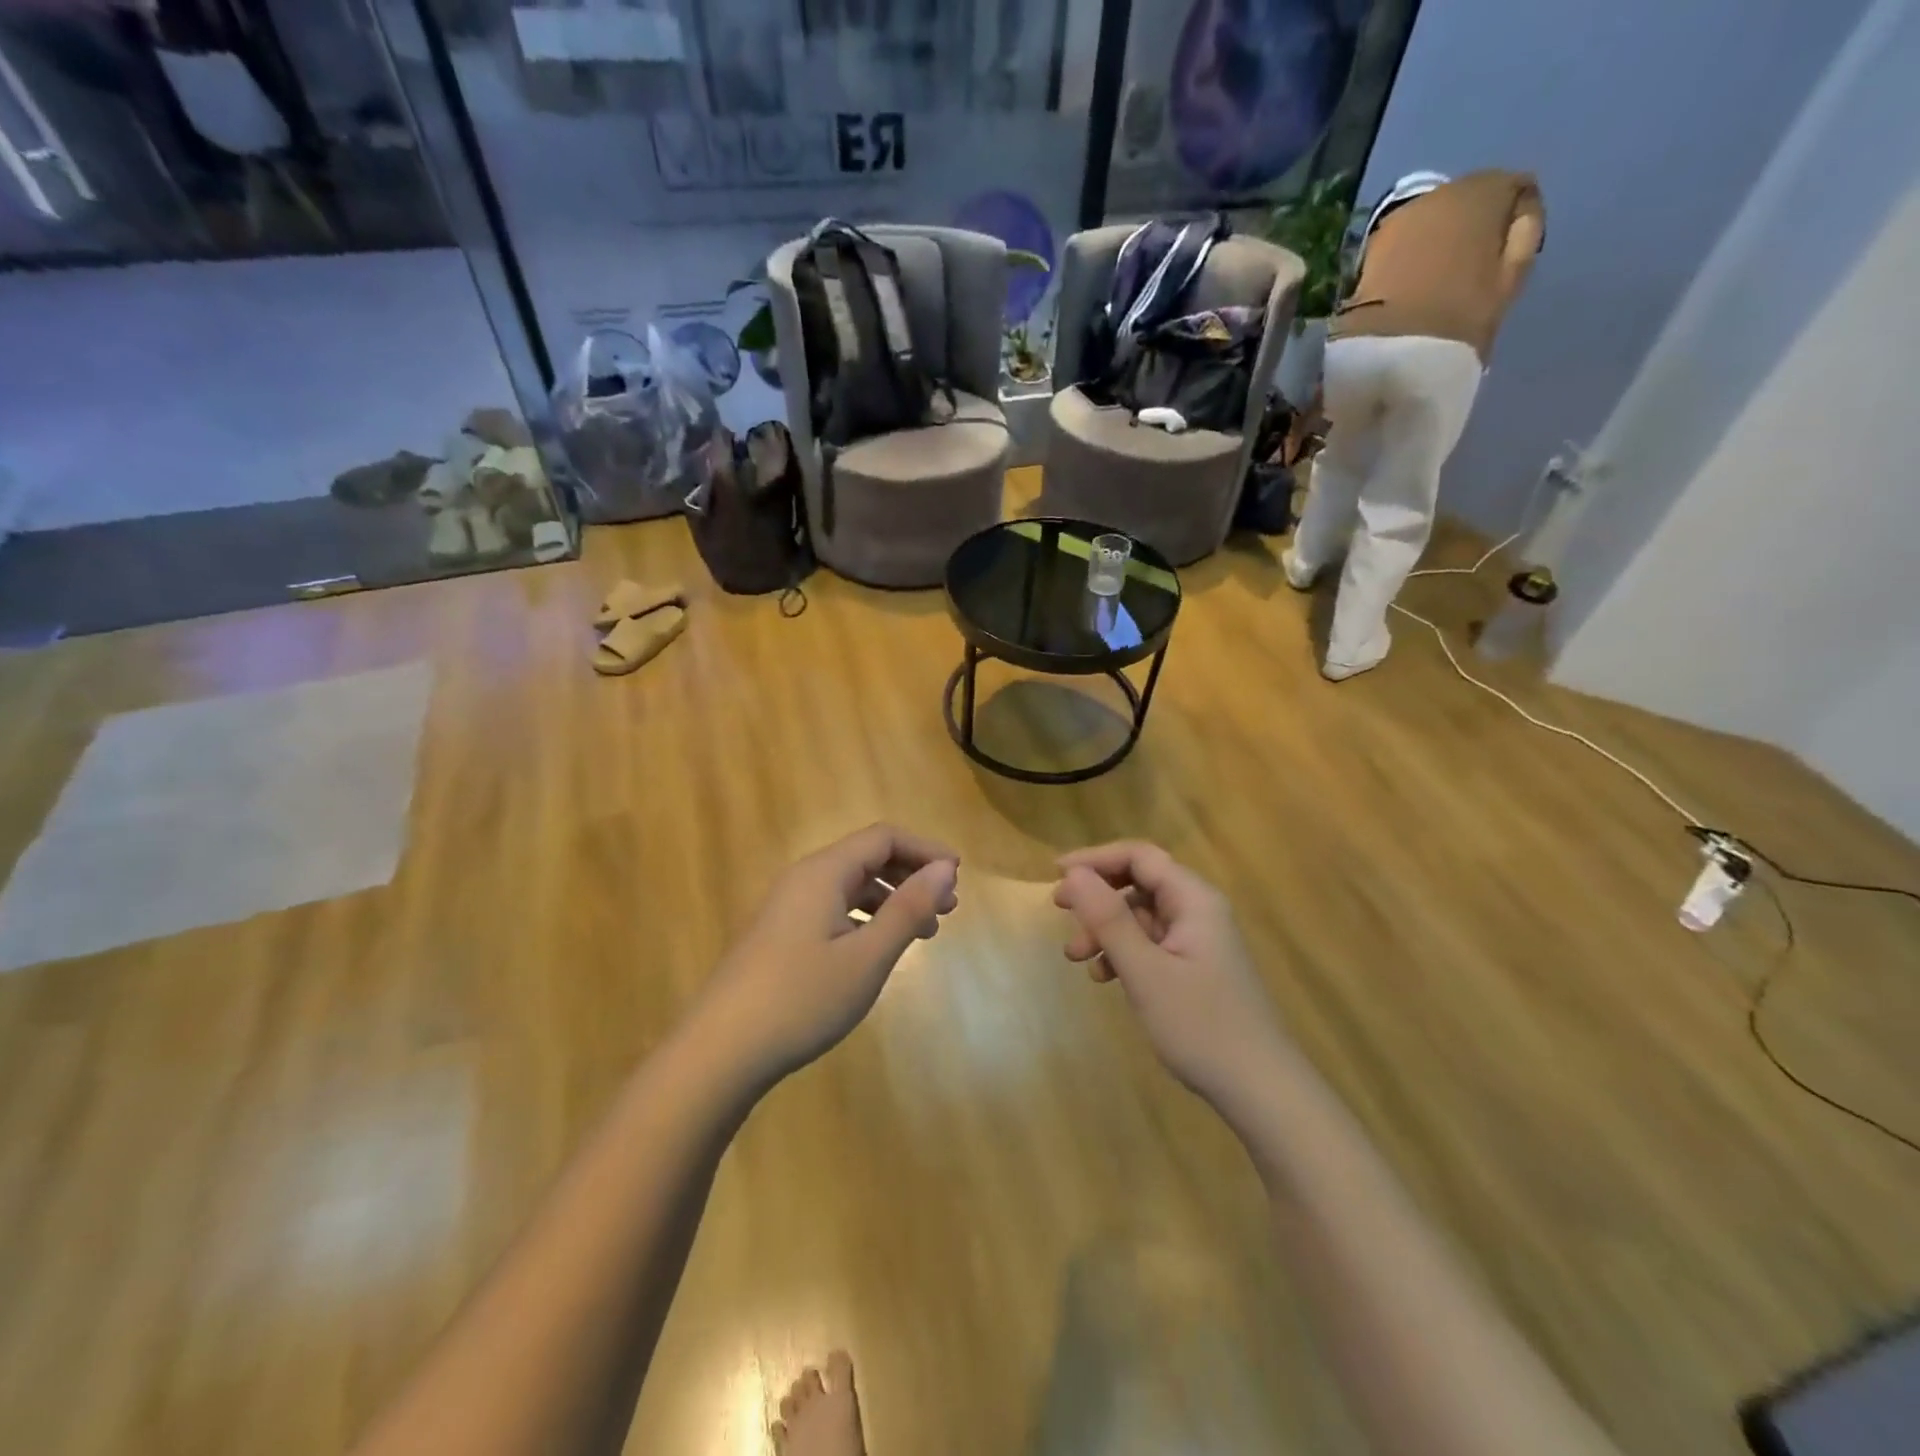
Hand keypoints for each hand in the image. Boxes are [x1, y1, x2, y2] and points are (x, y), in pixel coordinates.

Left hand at [694, 824, 958, 1083]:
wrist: (719, 1052)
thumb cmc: (801, 999)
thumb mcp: (867, 956)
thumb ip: (908, 908)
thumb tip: (945, 869)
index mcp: (823, 873)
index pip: (883, 838)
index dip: (924, 850)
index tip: (957, 876)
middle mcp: (803, 880)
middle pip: (866, 857)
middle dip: (911, 875)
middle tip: (948, 907)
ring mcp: (786, 909)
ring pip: (850, 886)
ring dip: (891, 900)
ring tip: (924, 932)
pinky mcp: (779, 937)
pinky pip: (833, 910)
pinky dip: (866, 919)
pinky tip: (879, 949)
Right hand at [1053, 842, 1285, 1108]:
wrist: (1261, 1090)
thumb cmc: (1202, 1025)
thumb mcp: (1145, 971)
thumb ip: (1108, 919)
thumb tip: (1073, 874)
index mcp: (1194, 900)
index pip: (1139, 856)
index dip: (1095, 859)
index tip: (1056, 875)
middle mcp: (1198, 911)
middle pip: (1139, 882)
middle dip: (1097, 896)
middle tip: (1059, 911)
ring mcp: (1198, 940)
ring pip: (1141, 916)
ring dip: (1105, 929)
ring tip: (1075, 957)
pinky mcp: (1195, 967)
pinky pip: (1150, 943)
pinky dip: (1123, 952)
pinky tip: (1104, 977)